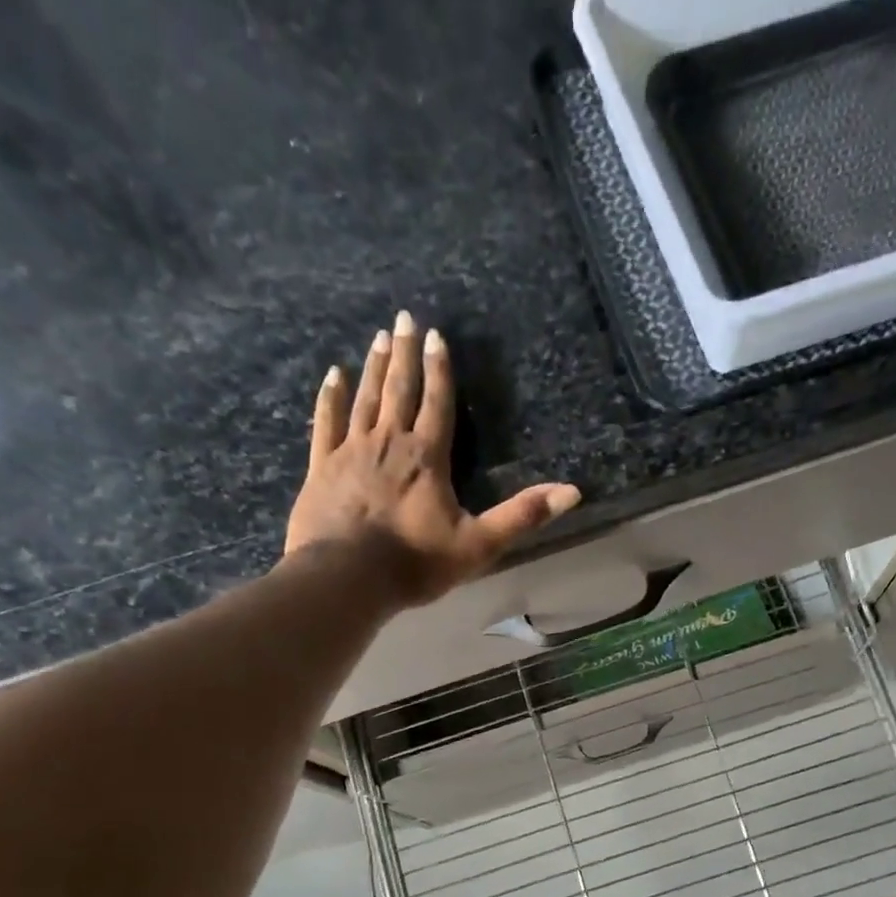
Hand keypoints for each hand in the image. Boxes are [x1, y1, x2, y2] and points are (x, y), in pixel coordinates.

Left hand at [284, 312, 580, 608]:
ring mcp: (351, 451)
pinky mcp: (322, 467)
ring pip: (366, 399)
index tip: (437, 335)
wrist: (347, 578)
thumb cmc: (415, 563)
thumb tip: (573, 492)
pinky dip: (331, 398)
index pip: (437, 404)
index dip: (440, 370)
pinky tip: (333, 377)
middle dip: (406, 355)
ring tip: (380, 339)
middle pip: (400, 390)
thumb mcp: (479, 544)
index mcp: (427, 458)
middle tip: (404, 318)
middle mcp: (389, 443)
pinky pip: (327, 422)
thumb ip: (522, 515)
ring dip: (374, 368)